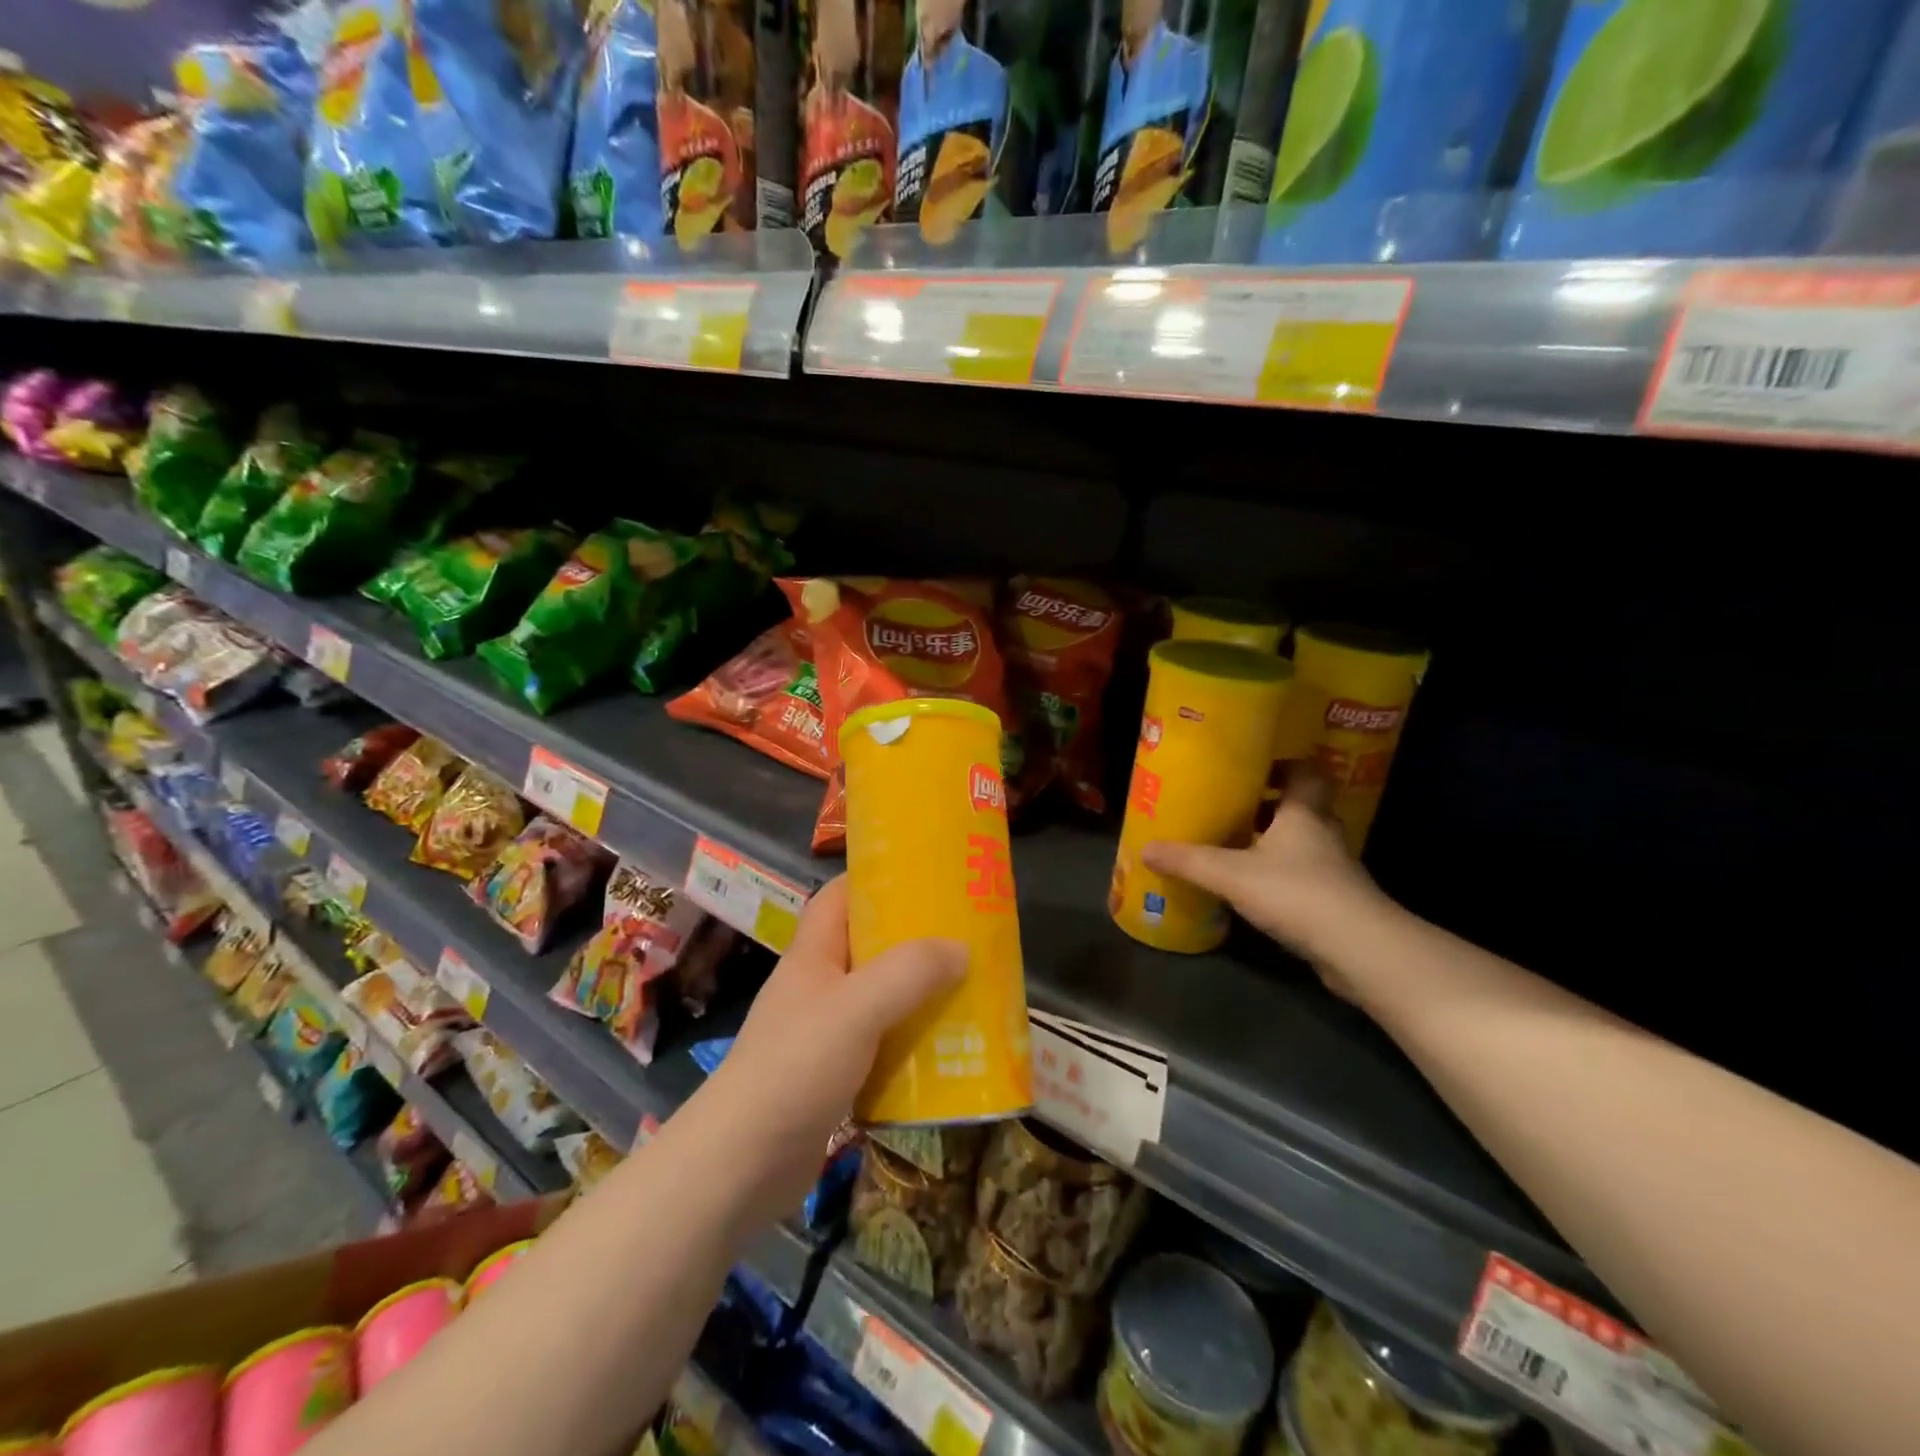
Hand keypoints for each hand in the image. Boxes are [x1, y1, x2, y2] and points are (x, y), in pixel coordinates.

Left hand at [694, 876, 964, 1226]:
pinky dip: (910, 1043)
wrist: (741, 1165)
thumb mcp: (858, 1008)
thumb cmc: (796, 1067)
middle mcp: (818, 986)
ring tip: (968, 990)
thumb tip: (960, 947)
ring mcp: (823, 1033)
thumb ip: (910, 972)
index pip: (839, 896)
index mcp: (814, 954)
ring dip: (918, 995)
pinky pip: (881, 1045)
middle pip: (867, 946)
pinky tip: (946, 1052)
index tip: (925, 876)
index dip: (876, 878)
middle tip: (964, 936)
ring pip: (879, 998)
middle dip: (913, 940)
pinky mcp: (834, 1076)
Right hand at [1140, 769, 1386, 987]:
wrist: (1358, 949)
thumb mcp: (1231, 873)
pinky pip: (1304, 876)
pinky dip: (1282, 876)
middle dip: (1269, 806)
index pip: (1305, 772)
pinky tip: (1254, 888)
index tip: (1251, 769)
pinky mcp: (1336, 901)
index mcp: (1304, 813)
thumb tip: (1145, 848)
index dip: (1282, 766)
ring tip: (1236, 846)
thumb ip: (1189, 861)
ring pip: (1303, 843)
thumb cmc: (1296, 892)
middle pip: (1301, 807)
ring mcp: (1335, 869)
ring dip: (1275, 842)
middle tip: (1232, 807)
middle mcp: (1323, 833)